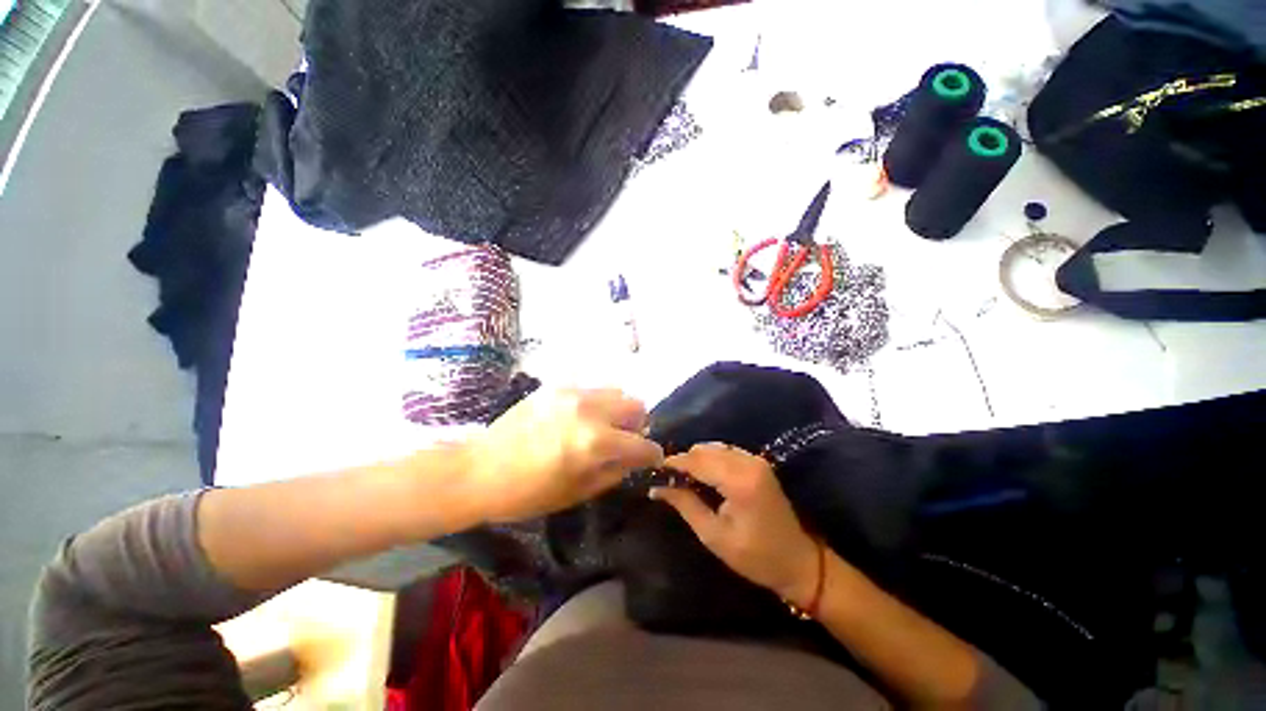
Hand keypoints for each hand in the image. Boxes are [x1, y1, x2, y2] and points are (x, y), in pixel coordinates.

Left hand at [461, 388, 663, 522]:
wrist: (479, 470)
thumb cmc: (528, 493)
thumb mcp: (578, 492)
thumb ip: (615, 471)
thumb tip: (635, 457)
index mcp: (595, 442)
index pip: (642, 444)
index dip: (652, 454)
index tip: (651, 458)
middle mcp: (589, 409)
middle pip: (636, 405)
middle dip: (638, 425)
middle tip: (624, 440)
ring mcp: (572, 393)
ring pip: (616, 391)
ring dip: (617, 410)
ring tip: (601, 427)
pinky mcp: (556, 386)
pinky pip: (590, 389)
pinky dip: (595, 403)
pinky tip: (578, 419)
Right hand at [650, 443, 819, 605]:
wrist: (799, 562)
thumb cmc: (755, 557)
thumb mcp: (714, 536)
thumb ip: (685, 505)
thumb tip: (657, 488)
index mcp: (739, 481)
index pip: (697, 461)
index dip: (673, 463)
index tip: (654, 471)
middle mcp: (748, 462)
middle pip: (705, 450)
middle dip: (684, 460)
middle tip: (668, 479)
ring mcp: (756, 460)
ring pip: (714, 447)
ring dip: (697, 459)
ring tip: (682, 478)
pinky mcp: (758, 463)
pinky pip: (726, 452)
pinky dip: (710, 459)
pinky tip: (703, 475)